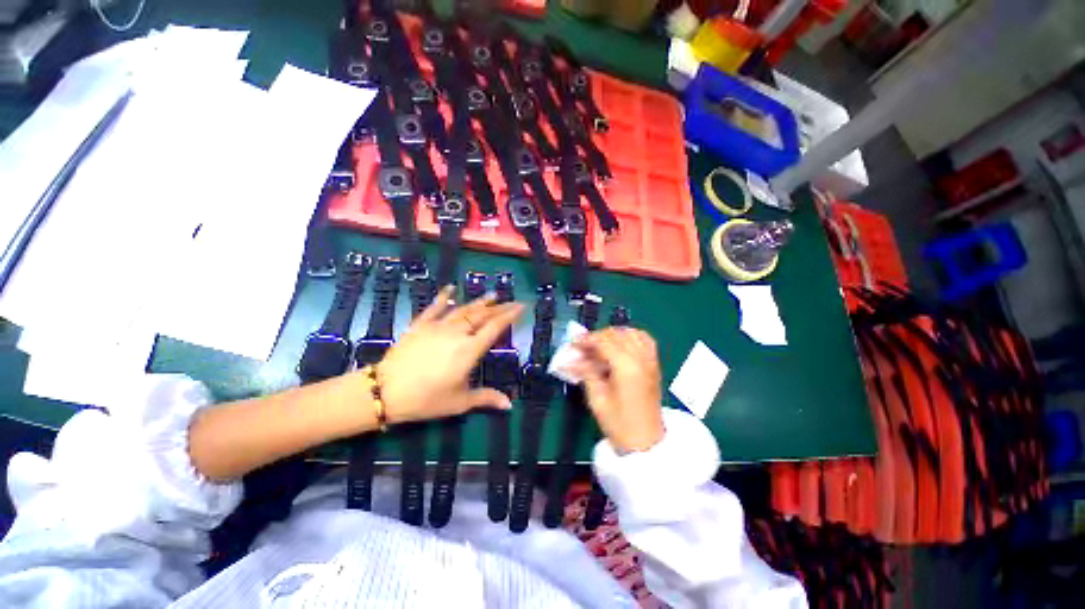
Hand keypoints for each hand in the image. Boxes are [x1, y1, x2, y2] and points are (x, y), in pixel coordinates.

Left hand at [376, 285, 523, 423]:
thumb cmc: (426, 399)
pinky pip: (434, 308)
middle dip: (500, 307)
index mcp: (469, 350)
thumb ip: (486, 398)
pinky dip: (443, 297)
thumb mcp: (459, 402)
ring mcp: (437, 327)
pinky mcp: (420, 325)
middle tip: (512, 301)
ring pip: (463, 310)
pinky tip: (450, 288)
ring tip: (492, 295)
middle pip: (482, 315)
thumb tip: (509, 405)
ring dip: (479, 302)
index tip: (521, 306)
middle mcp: (457, 333)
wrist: (385, 391)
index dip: (509, 315)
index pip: (495, 327)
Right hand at [567, 328, 664, 452]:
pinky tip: (619, 344)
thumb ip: (586, 372)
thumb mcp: (597, 399)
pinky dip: (630, 336)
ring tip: (599, 344)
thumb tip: (572, 357)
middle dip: (596, 337)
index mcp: (627, 367)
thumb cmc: (619, 424)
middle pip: (616, 334)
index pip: (604, 341)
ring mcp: (650, 361)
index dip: (586, 340)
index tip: (573, 343)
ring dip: (613, 334)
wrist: (645, 441)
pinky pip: (644, 340)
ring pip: (631, 333)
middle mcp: (641, 359)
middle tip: (582, 347)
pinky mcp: (654, 365)